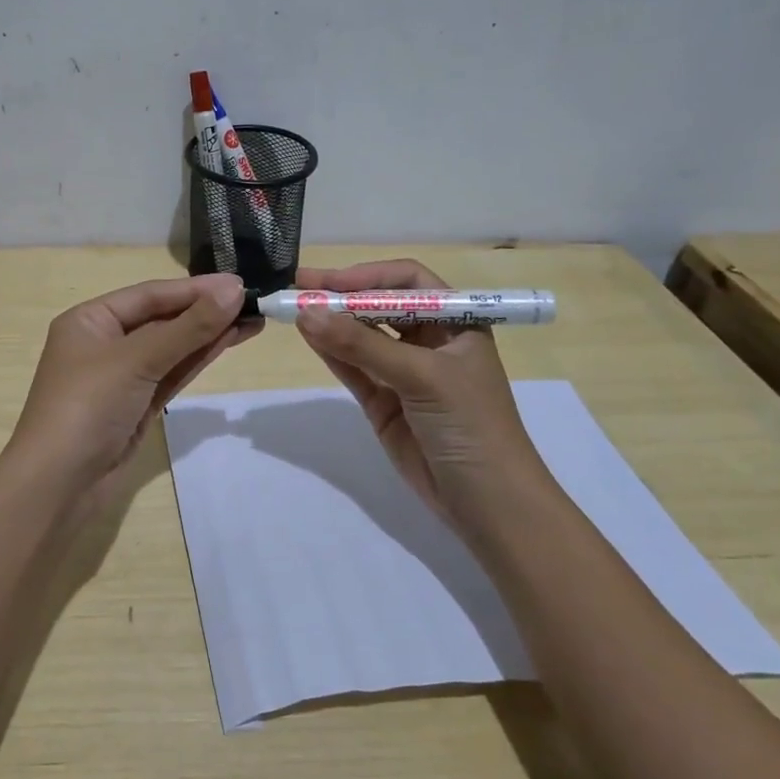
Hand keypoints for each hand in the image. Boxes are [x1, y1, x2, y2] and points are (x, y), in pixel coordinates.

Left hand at [8, 273, 257, 504]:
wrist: (58, 486)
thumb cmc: (87, 407)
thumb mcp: (137, 360)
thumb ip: (188, 327)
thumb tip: (234, 290)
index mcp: (90, 320)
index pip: (150, 295)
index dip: (195, 289)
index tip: (240, 283)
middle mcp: (104, 342)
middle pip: (162, 318)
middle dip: (205, 310)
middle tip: (255, 301)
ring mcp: (122, 377)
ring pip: (172, 347)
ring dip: (208, 334)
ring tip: (253, 319)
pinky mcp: (137, 406)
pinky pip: (171, 373)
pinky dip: (198, 358)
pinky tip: (228, 342)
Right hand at [292, 258, 545, 520]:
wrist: (487, 502)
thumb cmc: (471, 424)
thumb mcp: (422, 377)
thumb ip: (363, 346)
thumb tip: (307, 312)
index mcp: (456, 322)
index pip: (409, 281)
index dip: (370, 276)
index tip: (330, 281)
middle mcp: (430, 341)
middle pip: (380, 306)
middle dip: (343, 296)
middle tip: (299, 287)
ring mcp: (404, 373)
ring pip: (362, 337)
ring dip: (331, 323)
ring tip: (293, 309)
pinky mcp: (384, 403)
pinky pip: (353, 368)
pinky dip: (330, 352)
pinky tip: (308, 336)